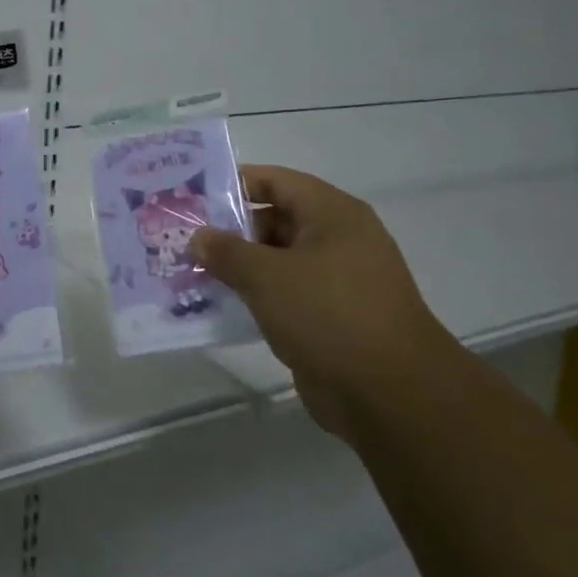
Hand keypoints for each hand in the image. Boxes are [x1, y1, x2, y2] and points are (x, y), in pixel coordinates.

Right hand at [190, 165, 451, 438]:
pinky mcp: (333, 317)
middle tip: (186, 238)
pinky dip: (257, 296)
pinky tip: (221, 304)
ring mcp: (339, 280)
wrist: (391, 395)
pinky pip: (287, 294)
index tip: (193, 194)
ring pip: (278, 260)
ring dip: (240, 266)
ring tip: (192, 271)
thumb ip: (226, 251)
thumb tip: (198, 236)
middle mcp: (339, 239)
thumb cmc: (328, 315)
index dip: (234, 183)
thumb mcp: (266, 276)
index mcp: (332, 214)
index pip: (275, 181)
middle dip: (230, 229)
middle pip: (275, 220)